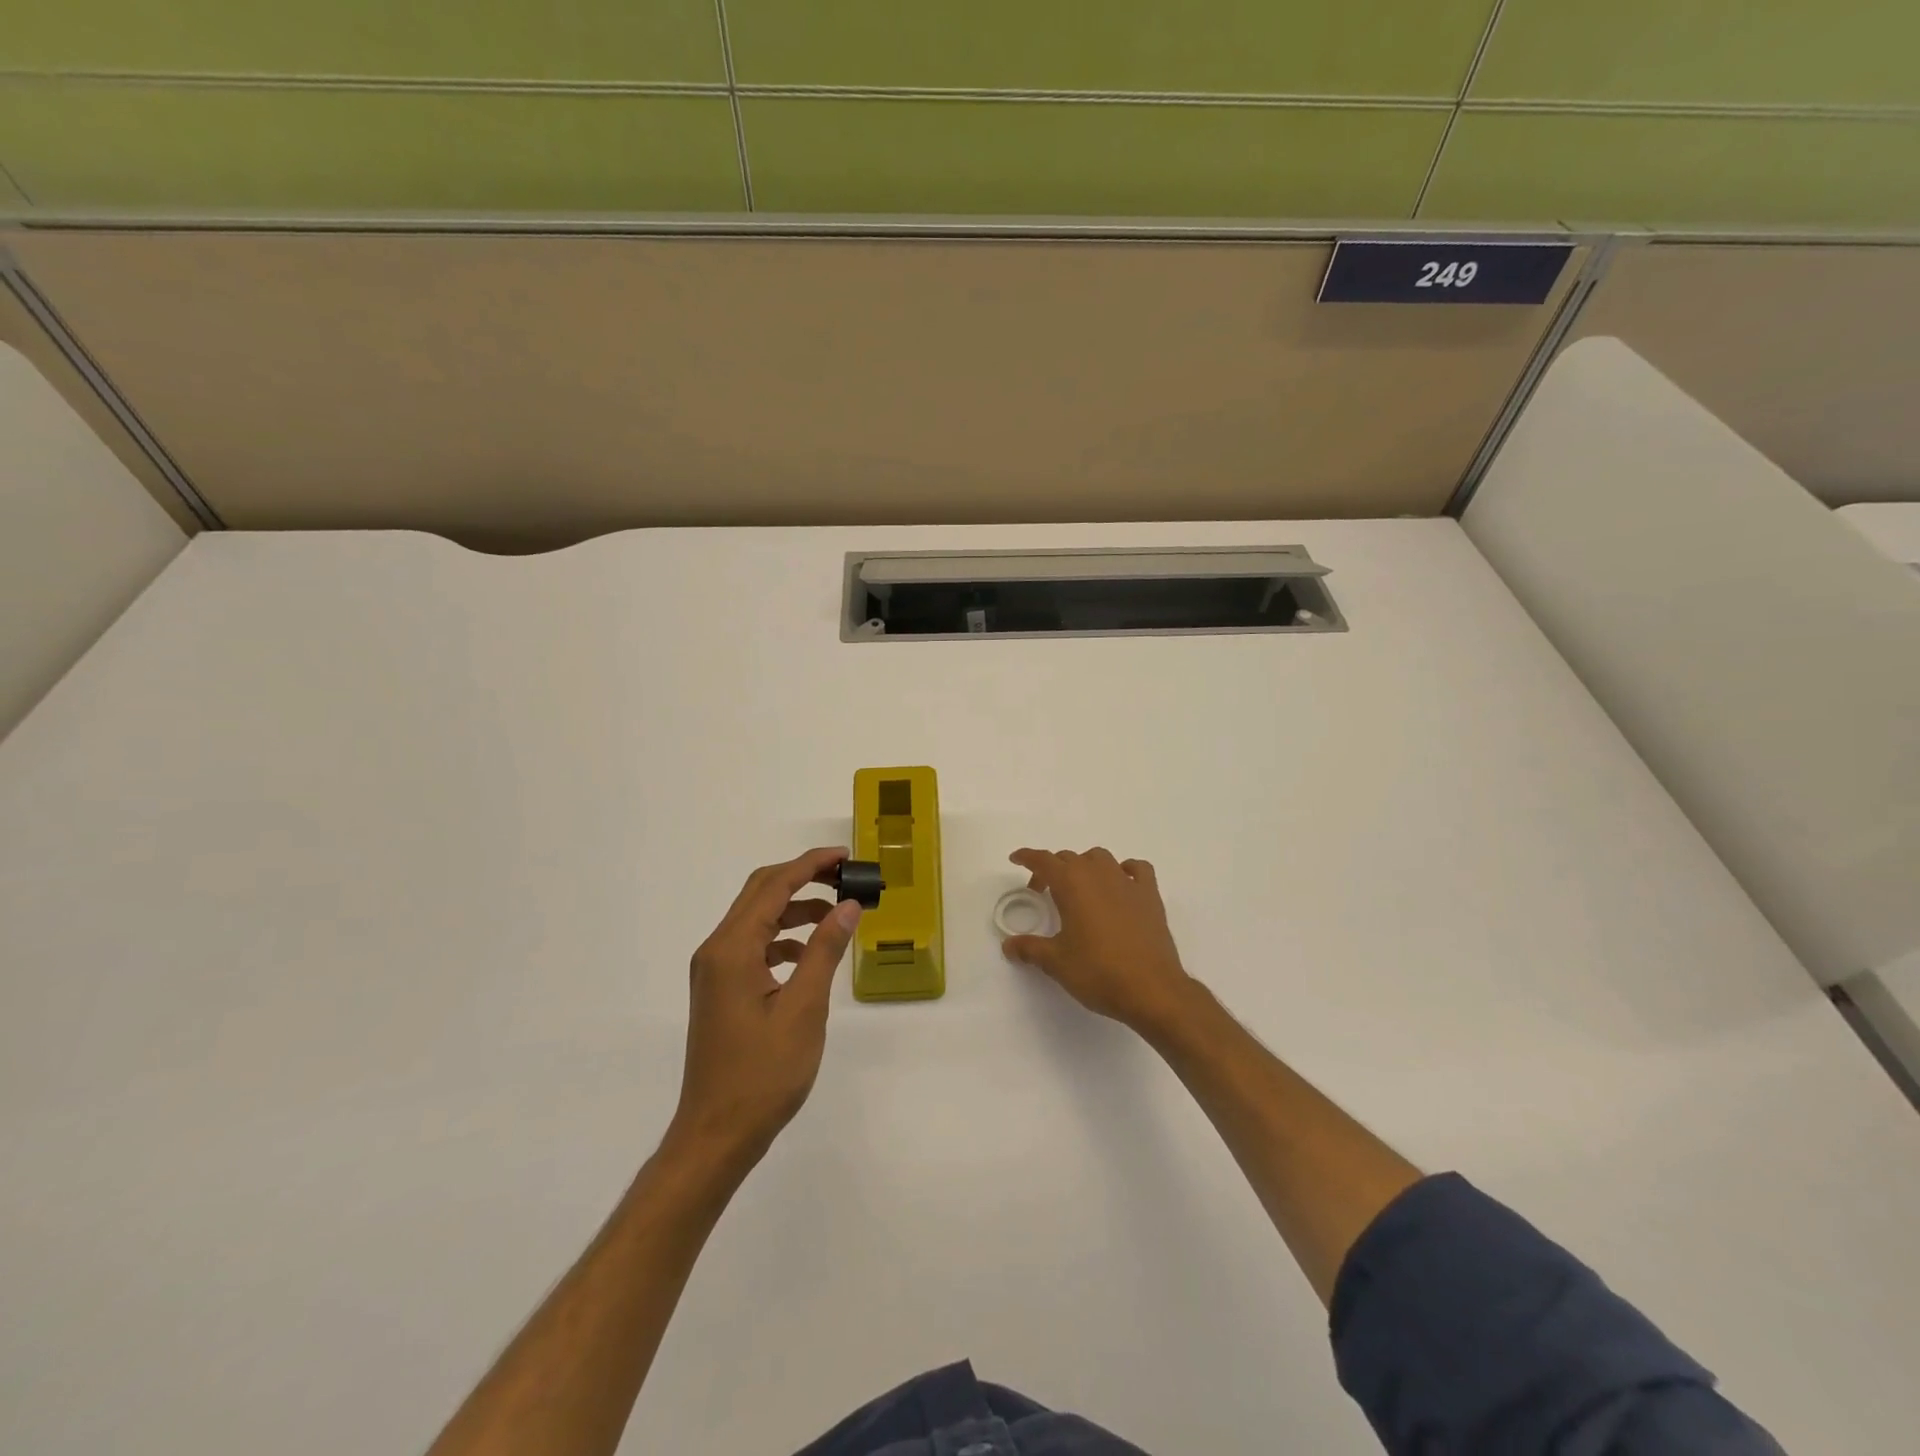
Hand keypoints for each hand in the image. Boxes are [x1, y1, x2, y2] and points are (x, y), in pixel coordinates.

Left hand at [669, 847, 861, 1168]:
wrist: (716, 1134)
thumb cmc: (763, 1074)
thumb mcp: (804, 1009)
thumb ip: (825, 951)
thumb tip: (848, 906)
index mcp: (732, 949)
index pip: (774, 886)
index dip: (811, 865)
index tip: (846, 856)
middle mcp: (716, 950)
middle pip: (760, 893)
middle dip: (803, 878)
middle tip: (845, 877)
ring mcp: (714, 971)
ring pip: (757, 919)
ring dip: (795, 909)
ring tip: (837, 916)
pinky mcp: (720, 989)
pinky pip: (753, 946)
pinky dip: (783, 938)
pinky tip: (810, 955)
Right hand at [1002, 847, 1197, 1034]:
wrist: (1151, 989)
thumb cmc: (1098, 972)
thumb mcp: (1056, 962)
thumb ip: (1030, 949)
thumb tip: (1009, 945)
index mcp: (1072, 884)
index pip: (1043, 860)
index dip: (1027, 857)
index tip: (1016, 858)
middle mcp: (1098, 874)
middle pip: (1069, 858)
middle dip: (1052, 870)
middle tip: (1042, 892)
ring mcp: (1127, 882)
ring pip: (1100, 858)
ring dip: (1085, 866)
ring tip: (1079, 889)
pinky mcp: (1150, 896)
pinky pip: (1137, 869)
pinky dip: (1125, 871)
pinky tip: (1120, 886)